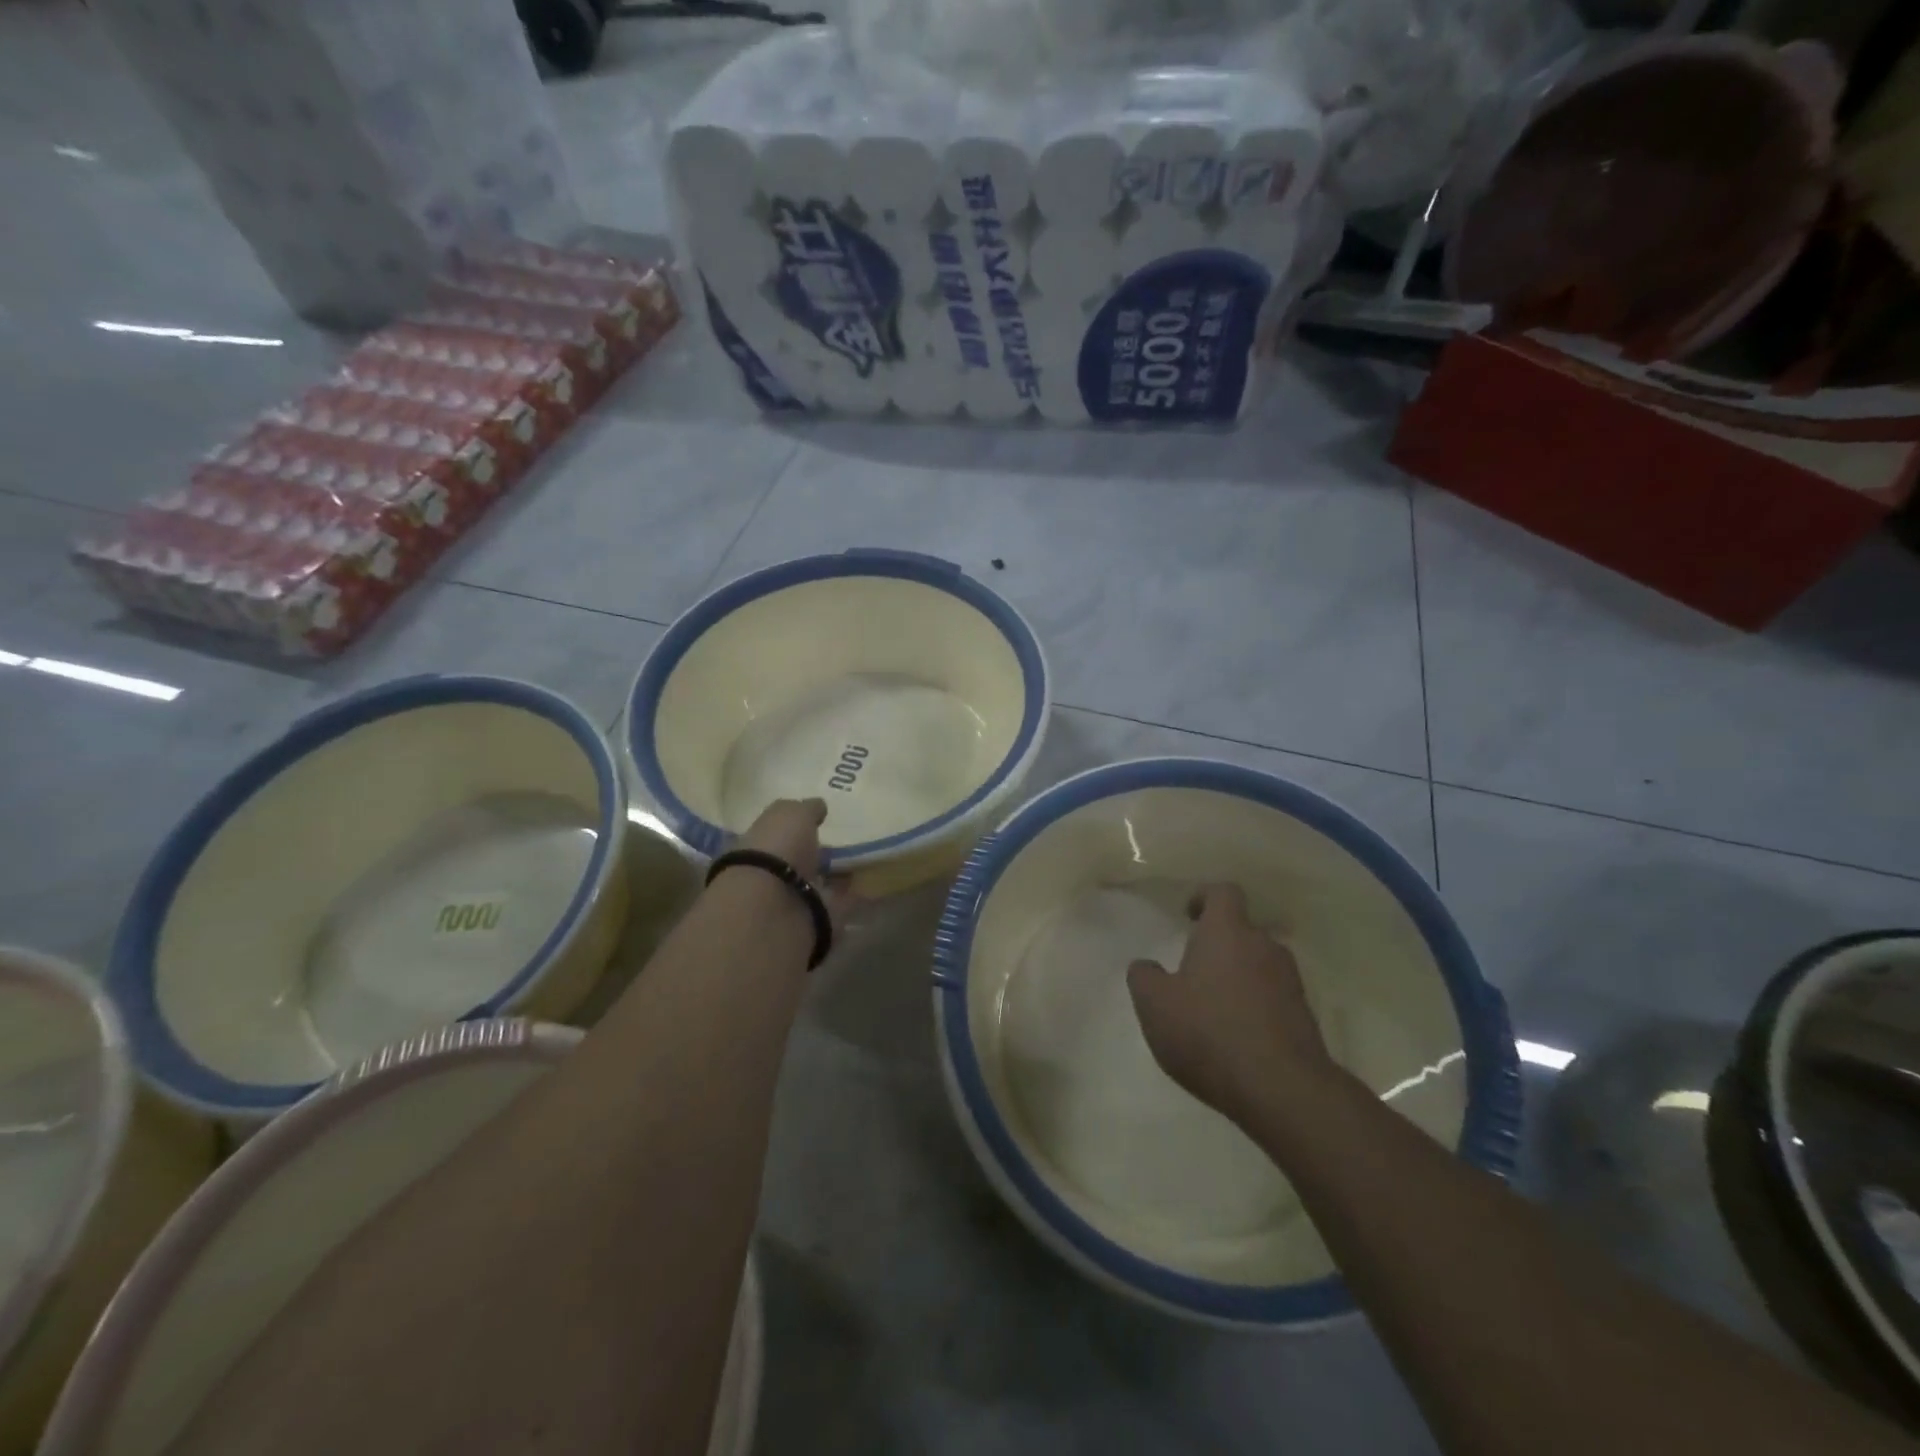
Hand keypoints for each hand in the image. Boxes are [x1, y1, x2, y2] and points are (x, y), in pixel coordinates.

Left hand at [730, 798, 855, 934]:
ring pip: (818, 886)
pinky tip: (872, 885)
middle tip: (844, 844)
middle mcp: (771, 877)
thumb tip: (818, 806)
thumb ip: (805, 809)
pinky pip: (840, 906)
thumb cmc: (775, 852)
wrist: (775, 910)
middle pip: (798, 864)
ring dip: (836, 878)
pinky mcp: (818, 925)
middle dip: (816, 856)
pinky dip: (854, 898)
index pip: (775, 837)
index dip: (794, 831)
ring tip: (863, 863)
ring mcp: (794, 904)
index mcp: (756, 848)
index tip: (820, 824)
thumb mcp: (789, 814)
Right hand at [1127, 883, 1337, 1126]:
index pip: (1223, 892)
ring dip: (1238, 978)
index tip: (1188, 916)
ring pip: (1259, 965)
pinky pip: (1274, 998)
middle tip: (1193, 971)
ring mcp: (1290, 982)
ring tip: (1213, 1009)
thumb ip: (1144, 977)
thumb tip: (1146, 966)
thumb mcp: (1155, 1005)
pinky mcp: (1305, 1017)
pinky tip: (1235, 1038)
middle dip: (1218, 946)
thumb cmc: (1209, 1033)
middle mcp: (1264, 947)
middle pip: (1242, 931)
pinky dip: (1255, 1007)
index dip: (1204, 897)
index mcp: (1227, 932)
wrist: (1282, 1089)